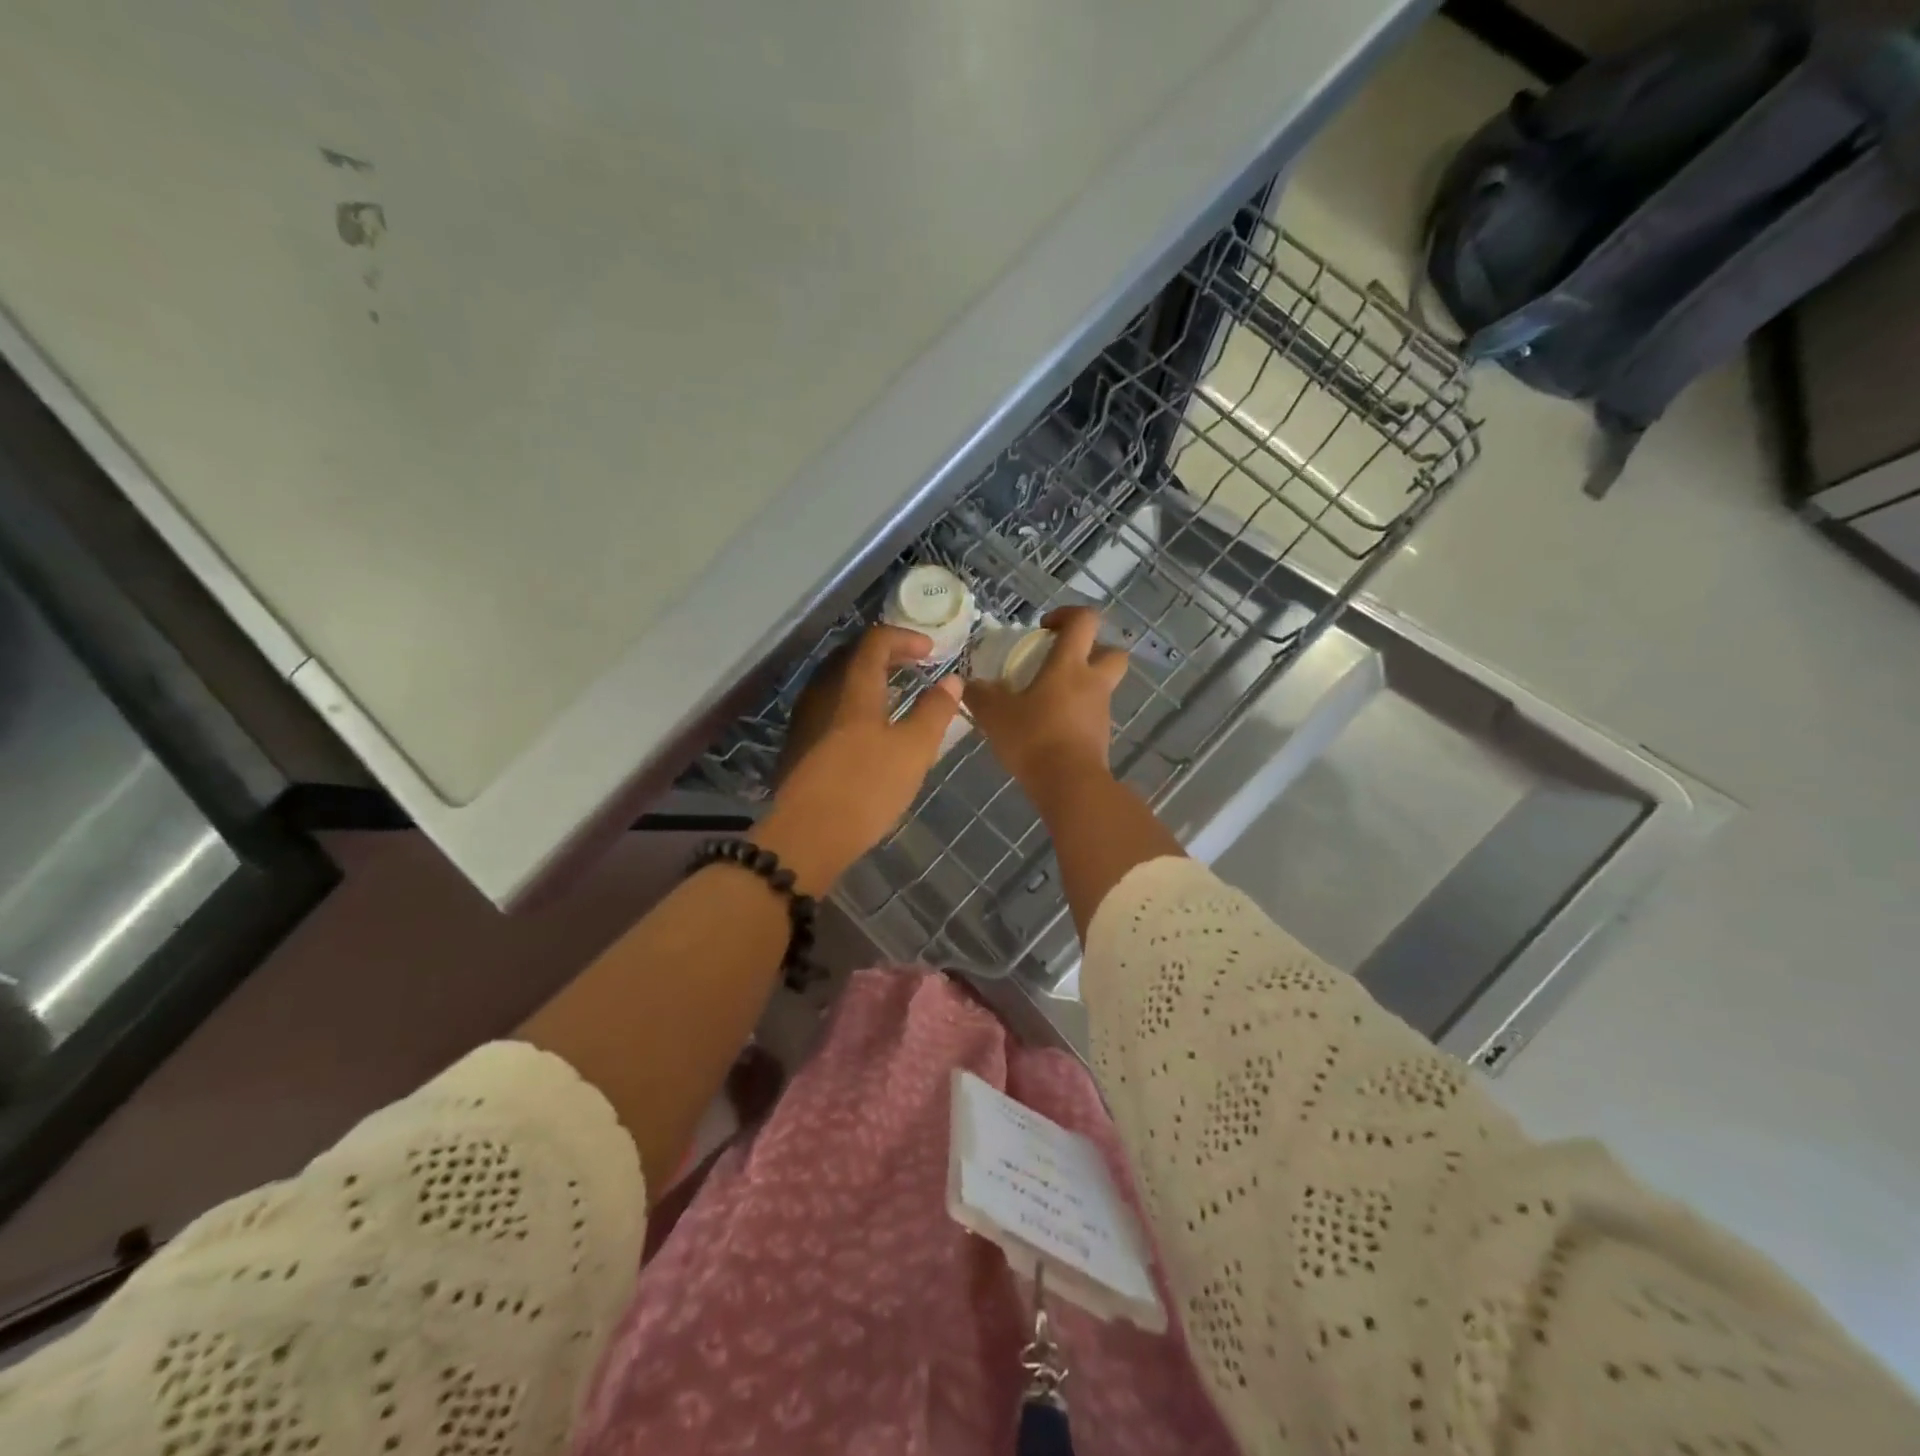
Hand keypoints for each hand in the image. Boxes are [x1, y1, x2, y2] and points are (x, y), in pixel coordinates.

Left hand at [754, 625, 962, 891]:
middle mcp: (825, 696)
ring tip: (897, 696)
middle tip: (916, 666)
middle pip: (852, 658)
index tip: (931, 651)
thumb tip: (952, 680)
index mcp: (854, 691)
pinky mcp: (801, 748)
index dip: (904, 638)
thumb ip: (934, 712)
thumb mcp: (913, 750)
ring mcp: (808, 722)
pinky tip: (870, 731)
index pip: (875, 642)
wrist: (808, 837)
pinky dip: (856, 705)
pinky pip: (832, 708)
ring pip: (839, 684)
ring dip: (870, 681)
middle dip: (887, 655)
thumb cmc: (867, 788)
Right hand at [964, 607, 1127, 790]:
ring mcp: (1101, 711)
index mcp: (1070, 665)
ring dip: (1081, 685)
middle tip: (1061, 660)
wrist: (1069, 785)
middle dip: (1092, 649)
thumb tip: (969, 684)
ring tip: (1046, 700)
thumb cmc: (1034, 738)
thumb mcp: (995, 715)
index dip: (1067, 615)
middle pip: (1112, 651)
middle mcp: (1093, 682)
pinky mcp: (1101, 737)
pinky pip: (1092, 714)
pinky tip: (1049, 728)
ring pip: (1101, 685)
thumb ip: (980, 695)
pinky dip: (1076, 714)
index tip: (1045, 627)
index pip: (1085, 620)